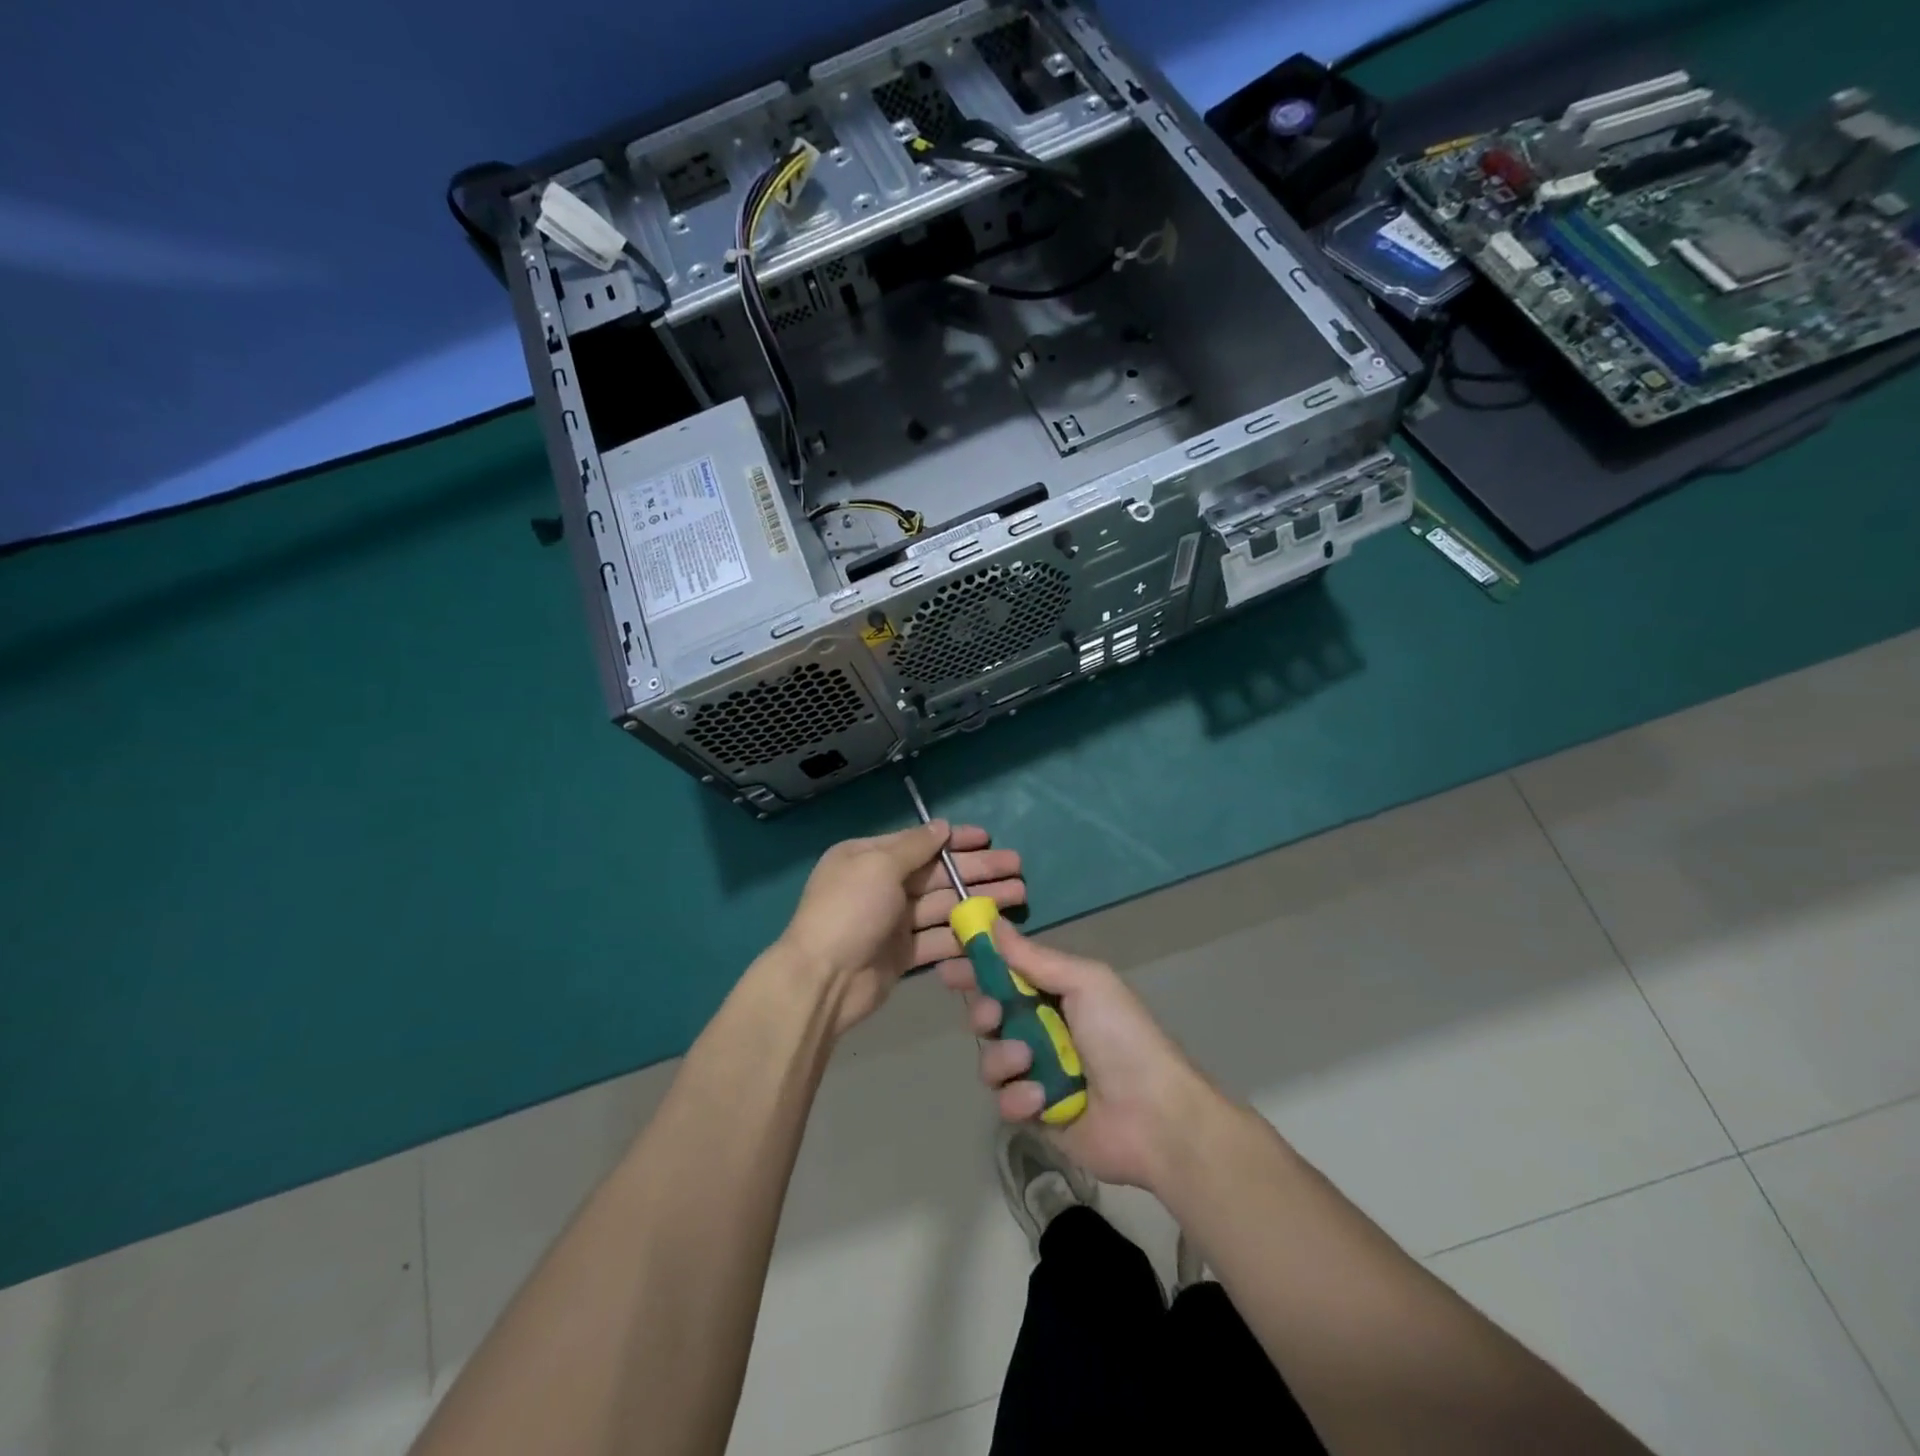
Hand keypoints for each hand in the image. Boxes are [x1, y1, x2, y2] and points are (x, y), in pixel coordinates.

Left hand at [778, 822, 1023, 1036]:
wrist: (823, 980)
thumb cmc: (849, 910)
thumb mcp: (878, 866)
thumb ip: (914, 846)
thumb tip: (941, 826)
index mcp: (869, 858)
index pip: (920, 843)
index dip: (956, 840)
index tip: (988, 837)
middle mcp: (882, 886)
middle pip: (938, 875)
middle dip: (977, 869)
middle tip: (1017, 867)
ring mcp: (893, 922)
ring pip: (944, 906)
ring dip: (980, 900)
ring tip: (1019, 894)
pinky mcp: (903, 954)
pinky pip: (939, 938)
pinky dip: (965, 934)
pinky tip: (995, 930)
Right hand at [939, 926, 1221, 1190]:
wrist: (1154, 1116)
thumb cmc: (1121, 1037)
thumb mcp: (1084, 982)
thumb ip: (1034, 957)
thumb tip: (993, 921)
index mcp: (1056, 994)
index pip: (1005, 974)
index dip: (976, 968)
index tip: (948, 966)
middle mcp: (1042, 1030)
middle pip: (989, 1015)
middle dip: (984, 1012)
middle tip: (994, 1016)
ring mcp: (1037, 1073)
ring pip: (990, 1058)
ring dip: (1003, 1058)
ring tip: (1028, 1062)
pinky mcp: (1035, 1113)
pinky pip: (1004, 1100)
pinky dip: (1018, 1097)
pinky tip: (1041, 1099)